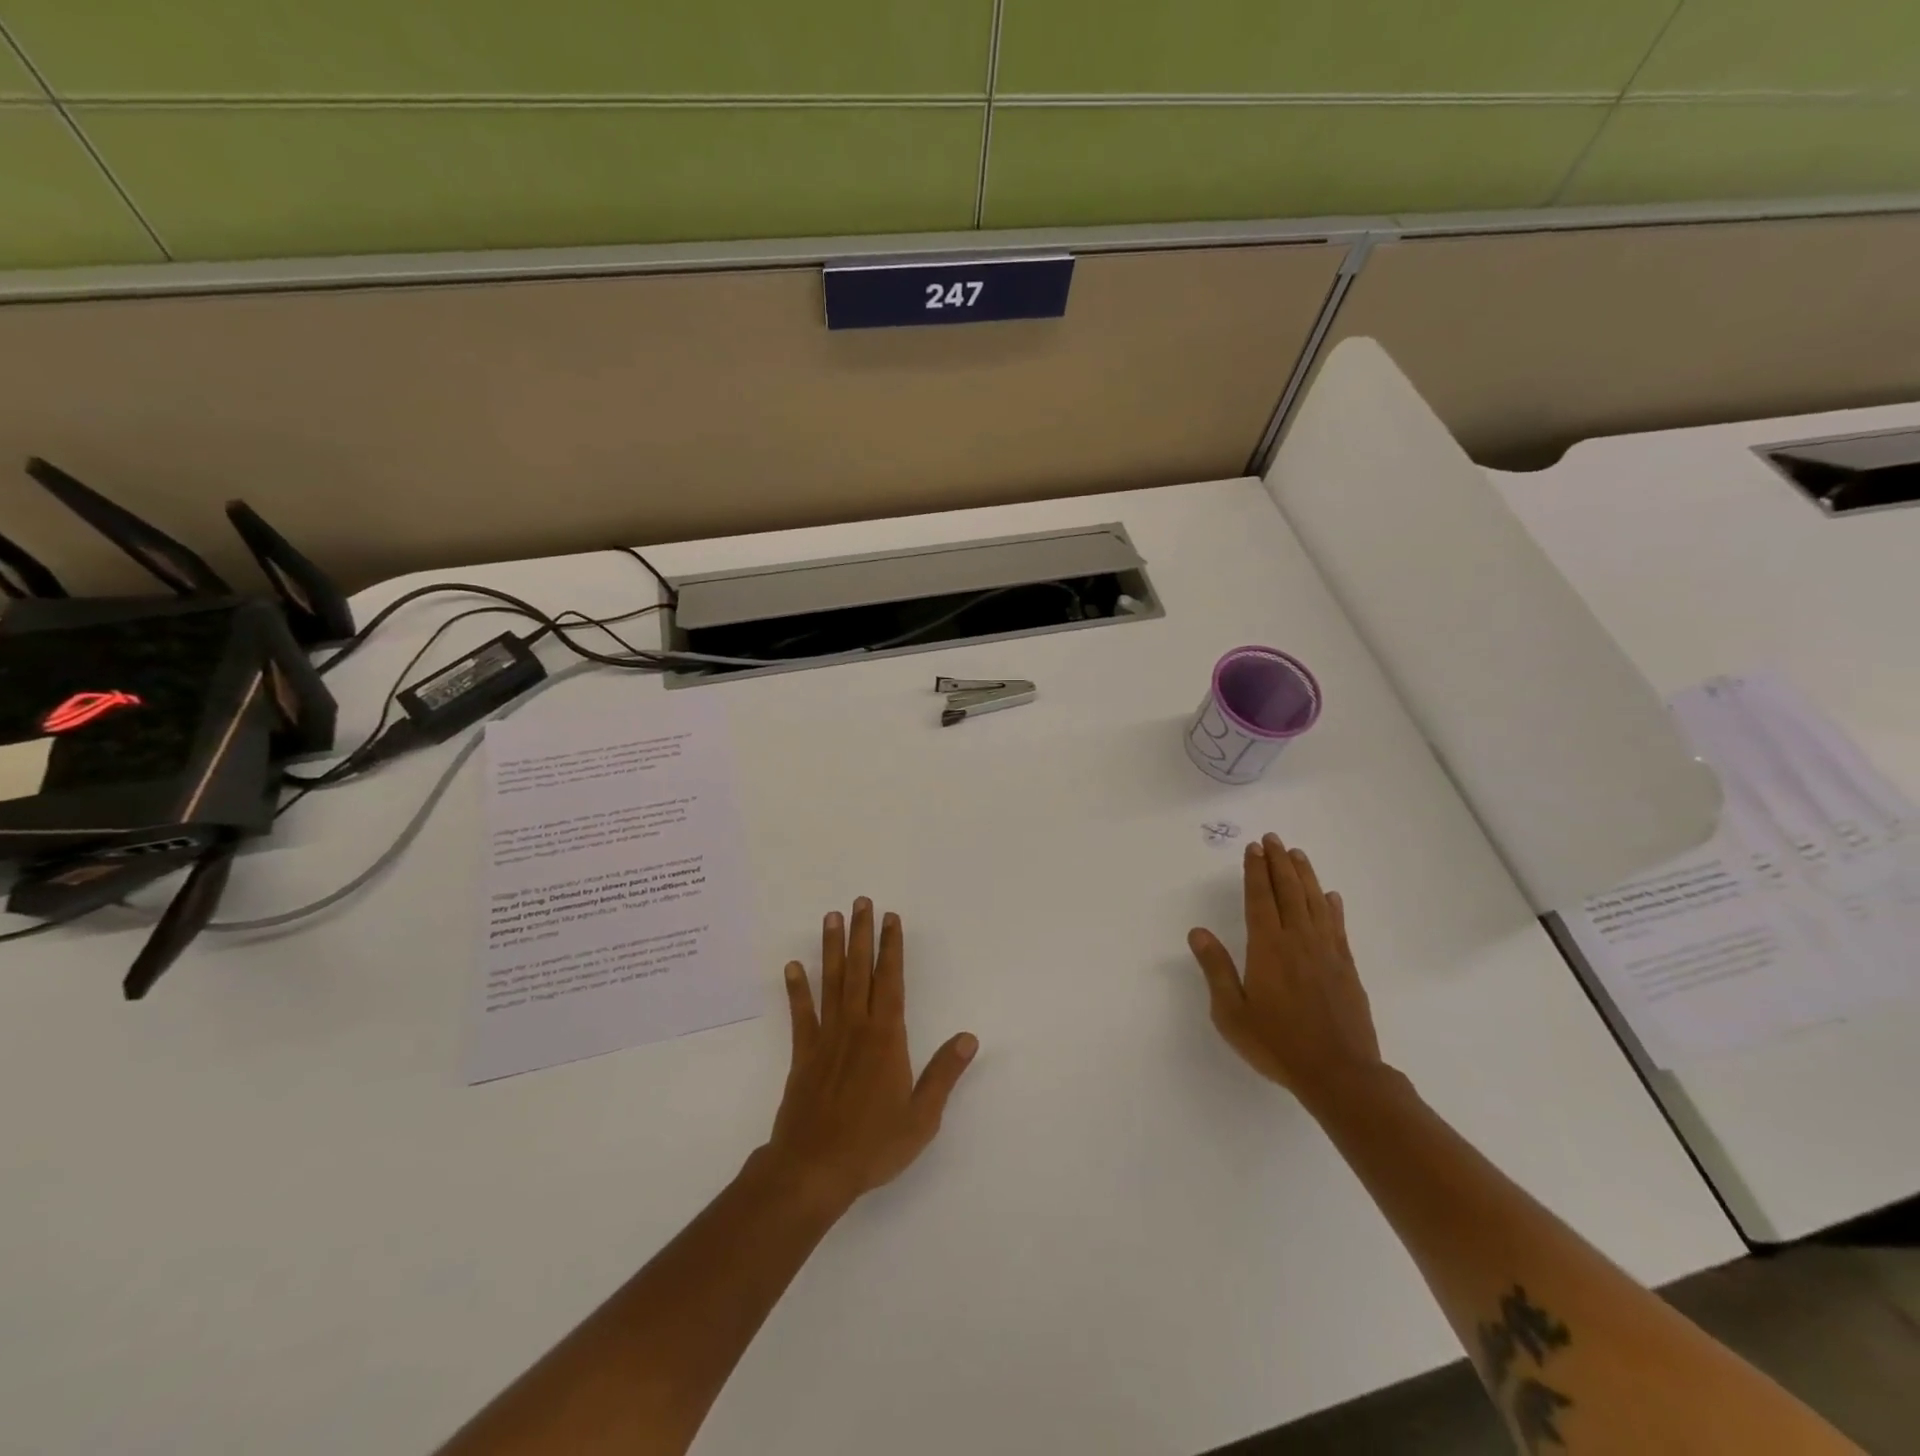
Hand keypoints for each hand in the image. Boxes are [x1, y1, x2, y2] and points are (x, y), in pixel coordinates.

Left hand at [764, 898, 977, 1214]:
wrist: (813, 1169)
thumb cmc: (873, 1144)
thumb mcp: (921, 1117)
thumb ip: (944, 1074)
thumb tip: (968, 1038)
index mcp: (887, 1038)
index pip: (891, 981)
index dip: (892, 947)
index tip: (891, 919)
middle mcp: (856, 1027)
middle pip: (860, 970)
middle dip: (862, 934)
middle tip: (860, 901)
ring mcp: (827, 1038)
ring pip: (831, 982)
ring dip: (832, 948)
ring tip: (831, 917)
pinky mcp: (803, 1054)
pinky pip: (801, 1014)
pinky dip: (797, 989)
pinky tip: (792, 967)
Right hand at [1187, 834, 1383, 1105]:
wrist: (1340, 1074)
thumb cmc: (1277, 1043)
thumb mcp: (1231, 1012)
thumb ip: (1215, 969)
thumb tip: (1197, 932)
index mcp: (1268, 948)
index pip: (1260, 899)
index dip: (1255, 871)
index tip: (1253, 848)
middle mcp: (1298, 941)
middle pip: (1288, 892)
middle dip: (1278, 863)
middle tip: (1272, 839)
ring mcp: (1326, 953)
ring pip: (1315, 902)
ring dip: (1305, 875)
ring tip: (1297, 854)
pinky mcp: (1346, 968)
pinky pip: (1338, 927)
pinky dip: (1332, 907)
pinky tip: (1330, 896)